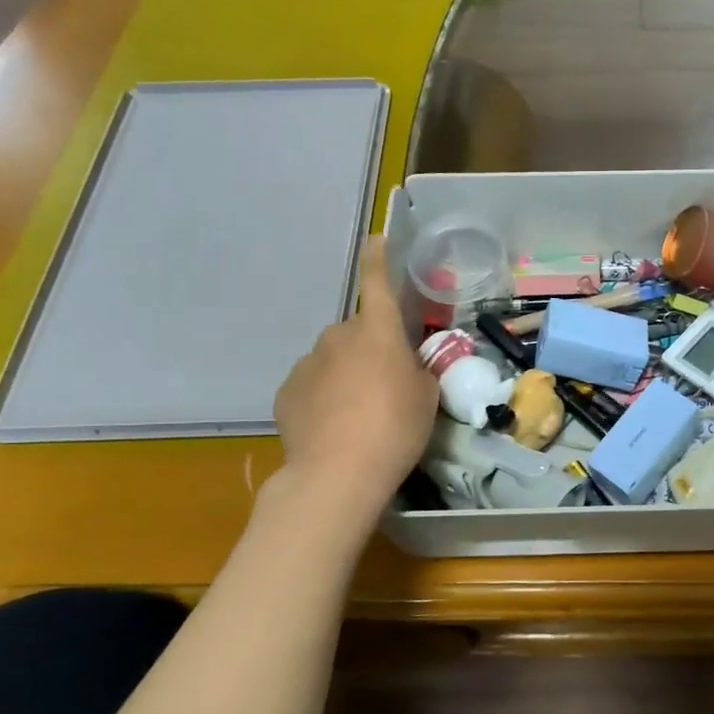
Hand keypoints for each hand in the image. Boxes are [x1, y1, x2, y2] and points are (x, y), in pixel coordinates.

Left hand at [269, 239, 437, 520]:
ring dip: (347, 374)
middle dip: (370, 348)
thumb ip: (417, 370)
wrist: (337, 474)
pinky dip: (324, 397)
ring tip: (359, 414)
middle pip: (358, 332)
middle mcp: (338, 337)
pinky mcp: (286, 392)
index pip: (376, 282)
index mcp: (377, 331)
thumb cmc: (395, 428)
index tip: (376, 239)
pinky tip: (334, 427)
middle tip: (387, 384)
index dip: (379, 259)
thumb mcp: (427, 397)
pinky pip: (313, 385)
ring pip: (333, 359)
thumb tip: (403, 364)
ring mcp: (307, 364)